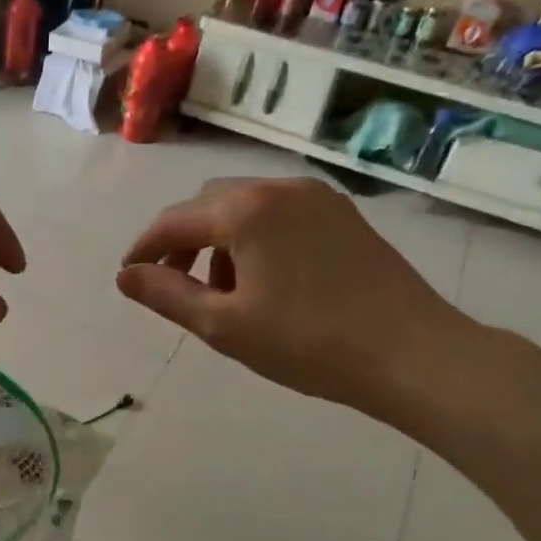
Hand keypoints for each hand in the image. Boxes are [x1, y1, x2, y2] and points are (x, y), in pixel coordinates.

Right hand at [117, 177, 473, 418]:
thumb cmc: (308, 343)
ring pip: (245, 204)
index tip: (129, 275)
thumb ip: (167, 295)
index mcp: (245, 210)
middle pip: (208, 203)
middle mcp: (278, 187)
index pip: (174, 221)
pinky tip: (265, 276)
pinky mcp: (342, 213)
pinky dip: (255, 234)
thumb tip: (126, 276)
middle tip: (175, 284)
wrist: (414, 353)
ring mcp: (316, 197)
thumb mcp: (224, 326)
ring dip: (219, 237)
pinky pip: (279, 211)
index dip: (145, 248)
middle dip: (183, 239)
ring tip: (224, 288)